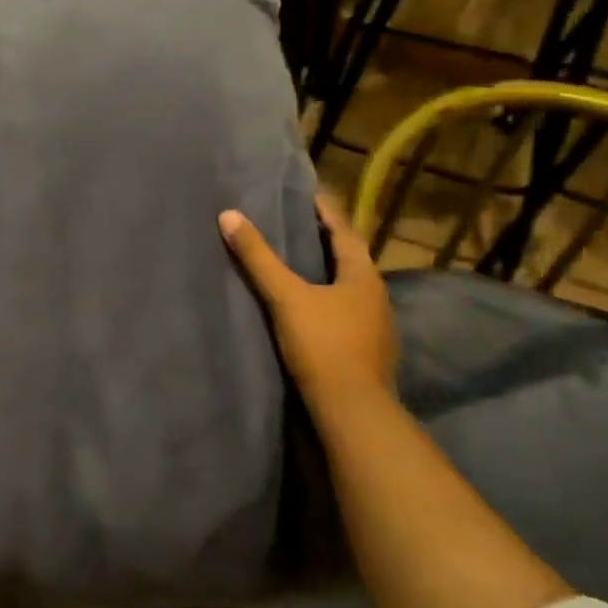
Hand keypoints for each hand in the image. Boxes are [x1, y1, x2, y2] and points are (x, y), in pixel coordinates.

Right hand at [219, 195, 397, 411]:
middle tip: (301, 226)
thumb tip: (229, 215)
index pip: (345, 232)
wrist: (353, 412)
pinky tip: (314, 310)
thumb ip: (258, 258)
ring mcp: (378, 327)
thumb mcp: (285, 297)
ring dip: (331, 274)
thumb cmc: (323, 345)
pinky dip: (332, 302)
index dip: (327, 212)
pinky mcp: (371, 352)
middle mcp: (377, 297)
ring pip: (352, 289)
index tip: (309, 196)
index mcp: (363, 276)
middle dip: (328, 242)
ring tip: (304, 266)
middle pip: (352, 259)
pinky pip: (350, 314)